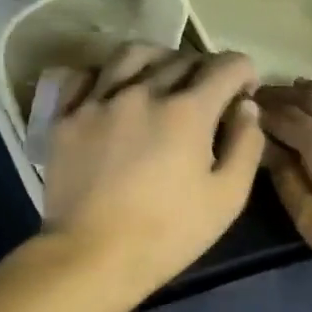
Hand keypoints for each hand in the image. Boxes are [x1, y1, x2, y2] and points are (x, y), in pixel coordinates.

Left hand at [40, 44, 264, 300]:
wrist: (92, 256)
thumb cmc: (169, 233)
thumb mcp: (228, 198)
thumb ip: (246, 146)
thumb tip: (246, 108)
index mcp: (188, 110)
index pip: (226, 66)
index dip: (244, 71)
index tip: (246, 91)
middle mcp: (143, 91)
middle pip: (182, 59)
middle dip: (206, 70)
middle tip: (211, 96)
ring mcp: (99, 100)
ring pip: (133, 54)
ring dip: (159, 59)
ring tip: (163, 79)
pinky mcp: (66, 117)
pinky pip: (85, 75)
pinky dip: (107, 75)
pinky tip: (114, 91)